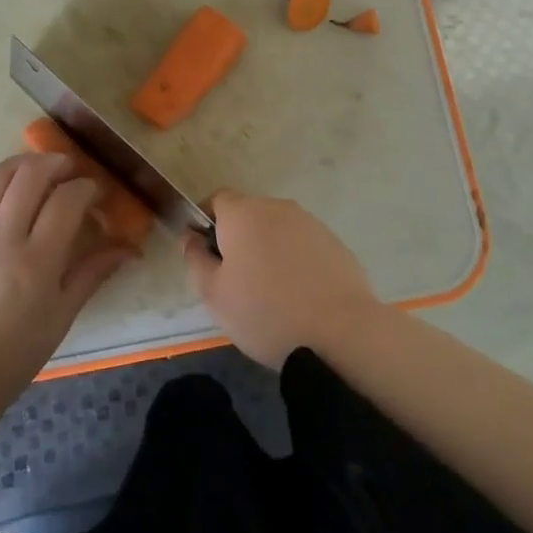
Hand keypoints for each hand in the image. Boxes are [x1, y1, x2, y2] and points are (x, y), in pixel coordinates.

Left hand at [0, 154, 135, 417]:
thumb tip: (131, 248)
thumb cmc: (17, 352)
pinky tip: (9, 198)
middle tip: (71, 170)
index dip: (88, 187)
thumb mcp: (63, 315)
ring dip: (24, 164)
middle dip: (57, 163)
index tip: (97, 193)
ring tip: (40, 170)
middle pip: (30, 175)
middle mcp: (1, 239)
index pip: (67, 200)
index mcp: (36, 261)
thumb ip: (95, 272)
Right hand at [184, 191, 377, 368]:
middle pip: (248, 214)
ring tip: (271, 292)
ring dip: (268, 249)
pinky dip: (295, 261)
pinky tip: (300, 295)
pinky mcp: (334, 242)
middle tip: (236, 280)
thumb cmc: (265, 312)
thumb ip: (196, 259)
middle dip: (238, 238)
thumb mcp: (214, 294)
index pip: (216, 200)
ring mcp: (309, 223)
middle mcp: (276, 207)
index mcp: (242, 214)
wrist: (341, 332)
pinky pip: (303, 245)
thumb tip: (191, 237)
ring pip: (277, 229)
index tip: (206, 254)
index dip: (206, 222)